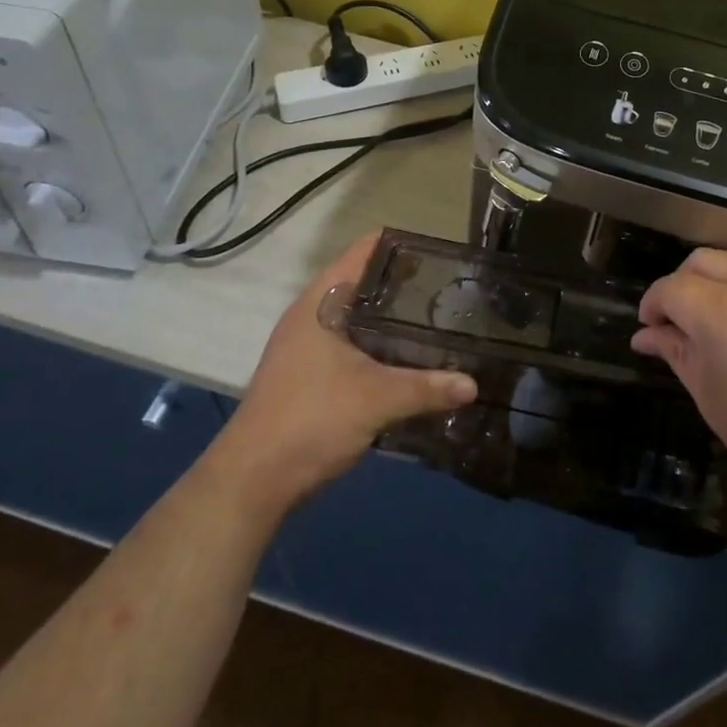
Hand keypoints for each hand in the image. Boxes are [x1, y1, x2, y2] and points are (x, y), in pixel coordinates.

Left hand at [222, 231, 476, 512]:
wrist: (253, 481)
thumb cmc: (311, 421)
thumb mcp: (377, 400)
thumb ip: (428, 388)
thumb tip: (473, 384)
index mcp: (320, 304)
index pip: (362, 252)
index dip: (399, 245)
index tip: (440, 253)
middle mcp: (311, 316)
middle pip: (363, 283)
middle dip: (404, 285)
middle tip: (449, 290)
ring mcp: (307, 347)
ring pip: (358, 318)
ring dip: (392, 320)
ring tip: (438, 321)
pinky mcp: (309, 375)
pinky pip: (353, 345)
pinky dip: (381, 346)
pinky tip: (410, 359)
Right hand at [632, 249, 726, 511]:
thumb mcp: (714, 401)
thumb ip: (678, 356)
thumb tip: (648, 335)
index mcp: (722, 312)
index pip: (670, 288)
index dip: (653, 305)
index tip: (652, 330)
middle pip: (702, 260)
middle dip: (683, 284)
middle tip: (683, 322)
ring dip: (721, 288)